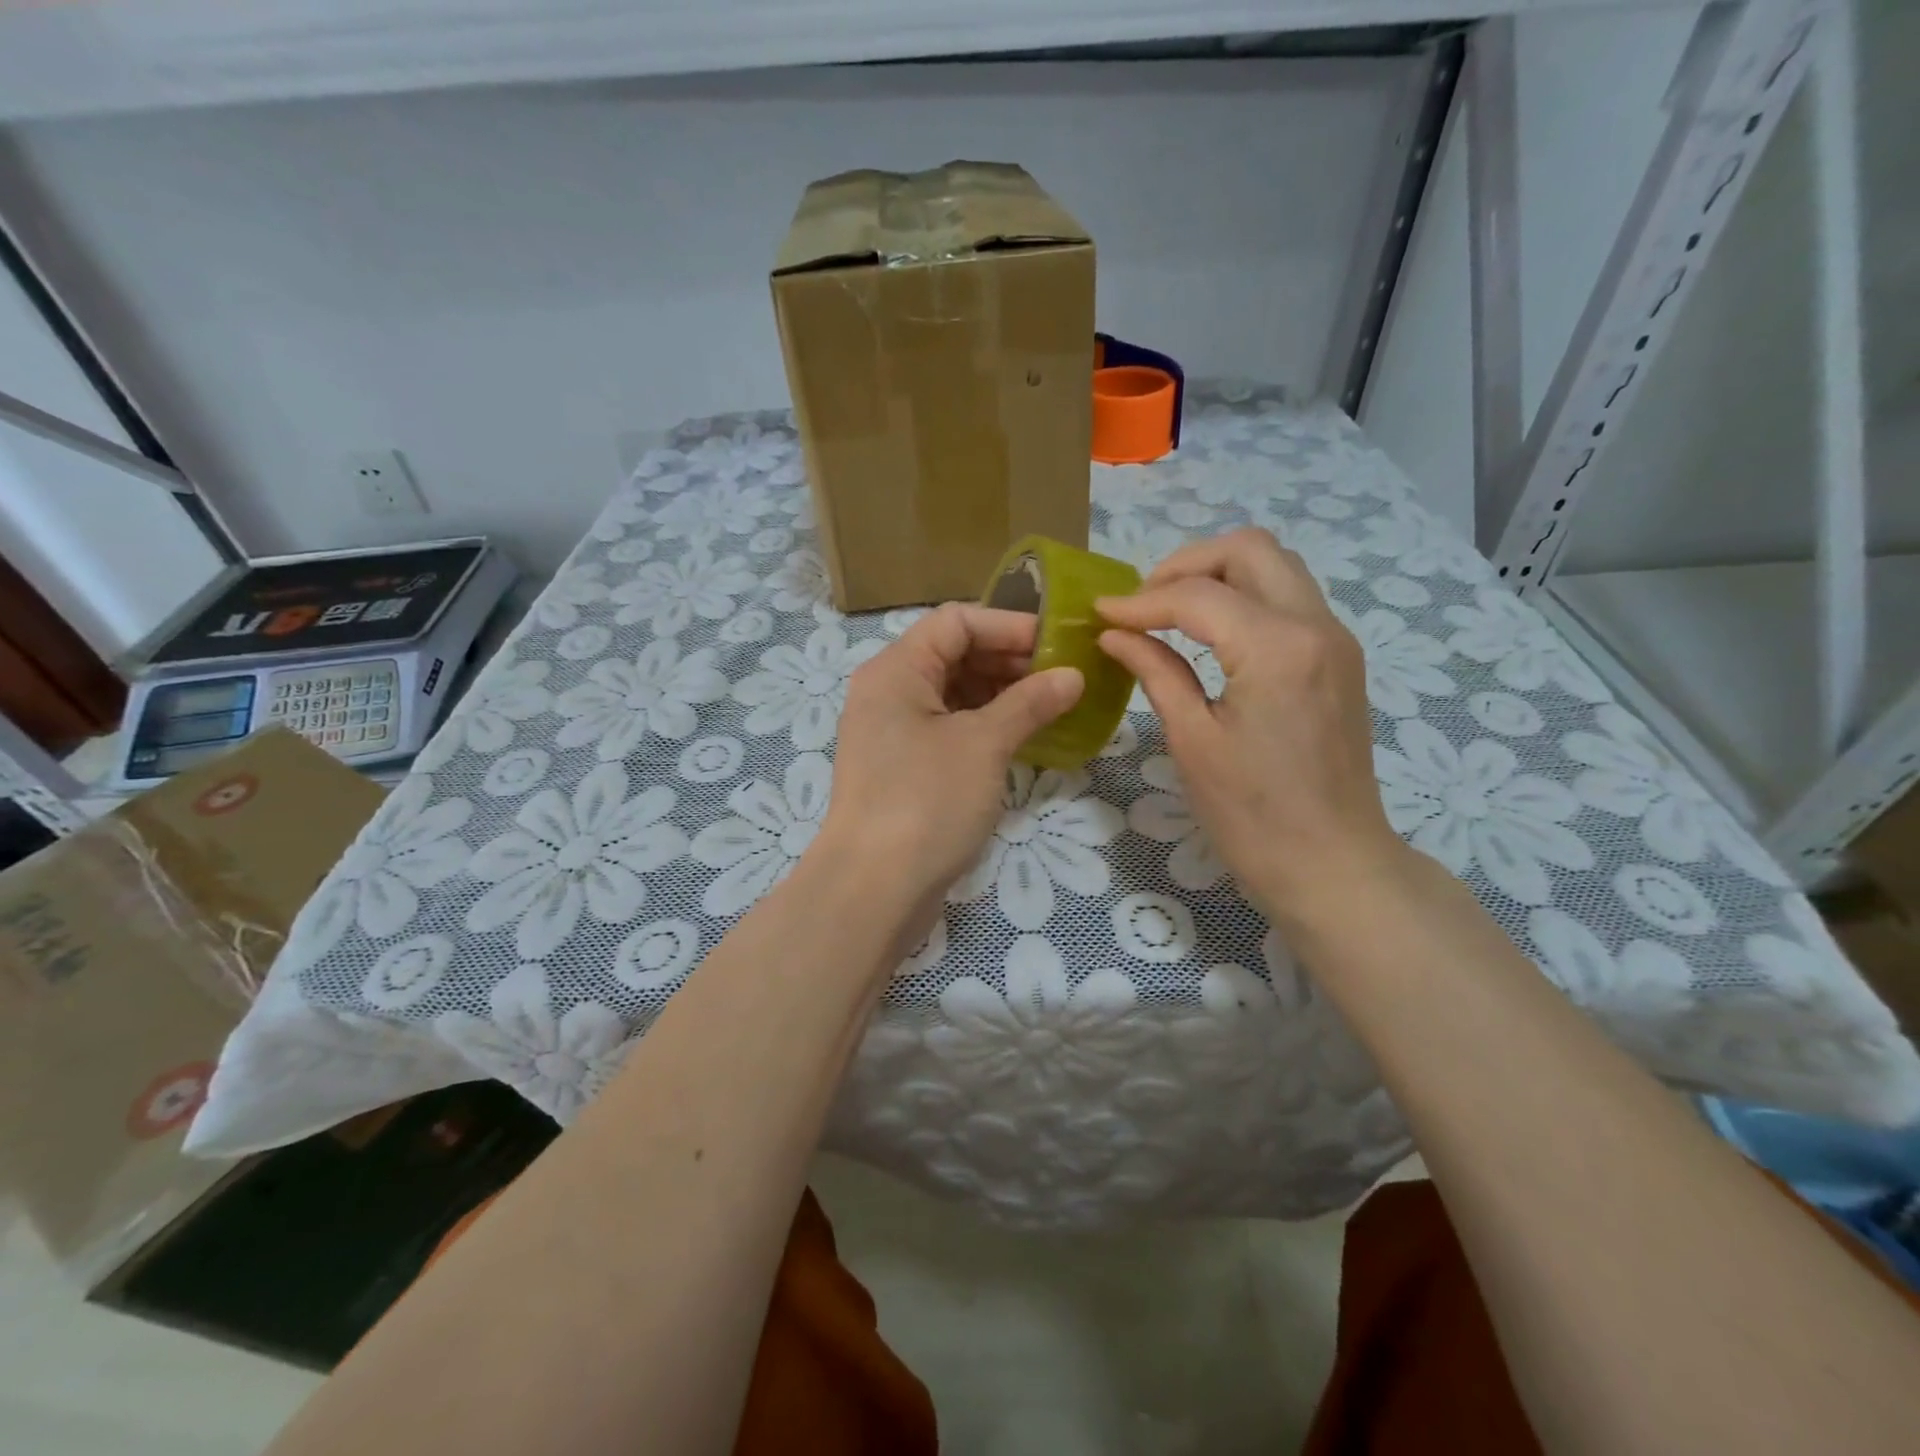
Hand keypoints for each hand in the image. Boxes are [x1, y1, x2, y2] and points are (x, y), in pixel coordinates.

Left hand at [818, 602, 1082, 903]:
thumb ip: (1029, 703)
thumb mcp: (984, 745)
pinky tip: (1022, 738)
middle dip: (1009, 661)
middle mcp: (888, 691)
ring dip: (1001, 695)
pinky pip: (948, 729)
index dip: (1009, 626)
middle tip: (1062, 679)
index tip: (1058, 645)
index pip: (956, 621)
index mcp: (896, 669)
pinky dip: (984, 726)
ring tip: (1051, 707)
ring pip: (953, 694)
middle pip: (953, 654)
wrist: (873, 889)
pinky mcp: (902, 767)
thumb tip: (1072, 676)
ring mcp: (892, 732)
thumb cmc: (926, 802)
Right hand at [1095, 528, 1404, 927]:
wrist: (1332, 864)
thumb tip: (1116, 634)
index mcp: (1277, 648)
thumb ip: (1156, 672)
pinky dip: (1244, 597)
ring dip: (1218, 575)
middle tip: (1143, 602)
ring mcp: (1335, 638)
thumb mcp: (1192, 741)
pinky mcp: (1338, 658)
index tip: (1099, 613)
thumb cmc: (1252, 815)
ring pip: (1275, 566)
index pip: (1197, 596)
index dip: (1140, 601)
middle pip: (1250, 549)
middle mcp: (1316, 625)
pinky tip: (1208, 633)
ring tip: (1169, 612)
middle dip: (1186, 564)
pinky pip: (1288, 599)